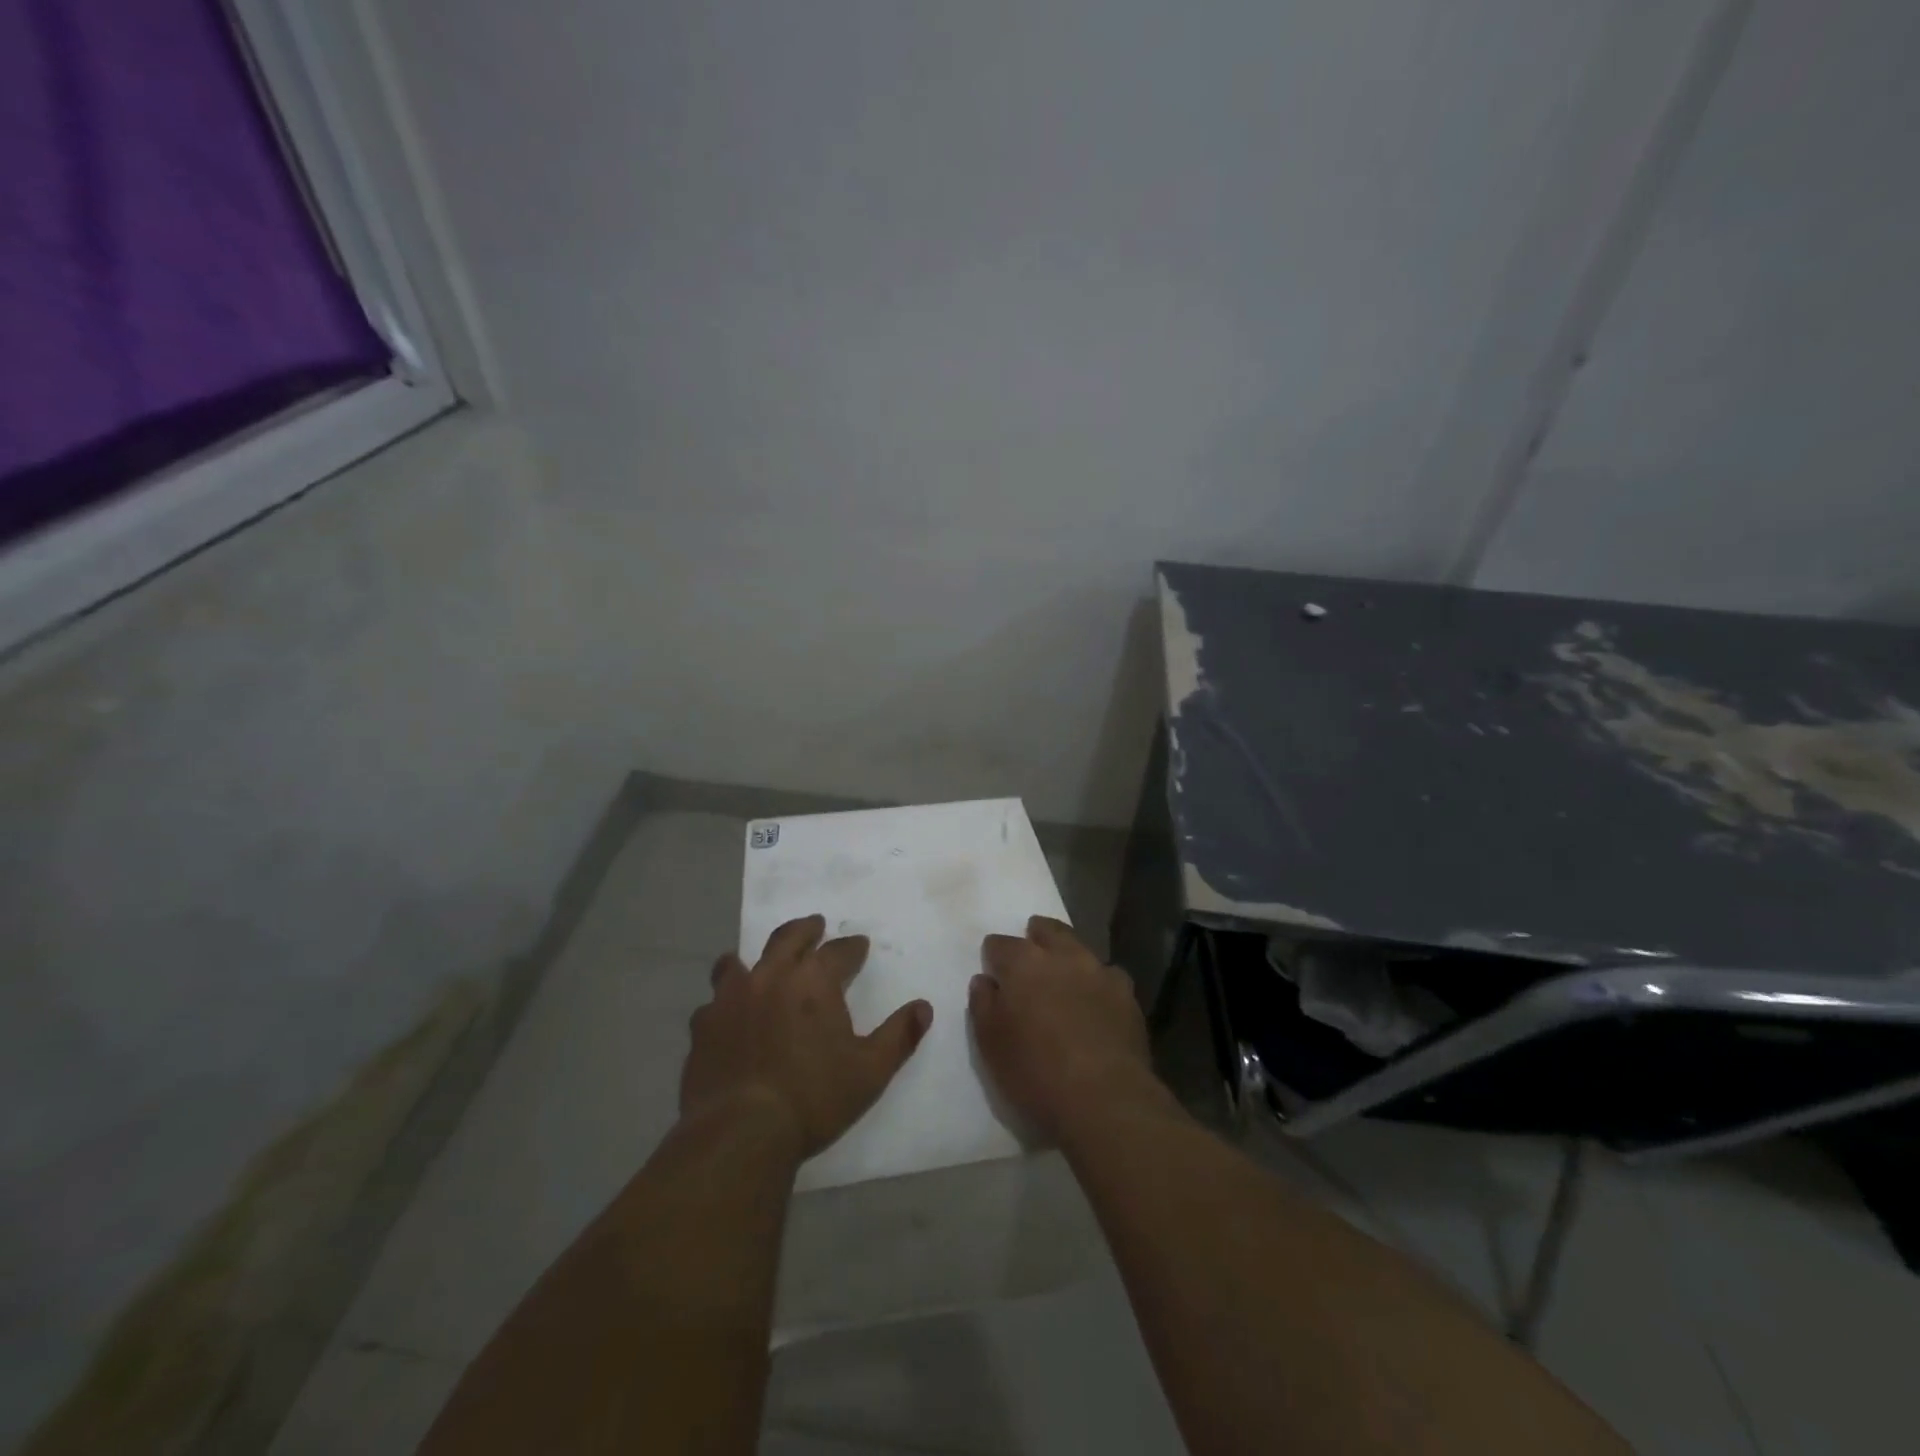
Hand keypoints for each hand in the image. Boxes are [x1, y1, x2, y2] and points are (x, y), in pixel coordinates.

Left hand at [683, 914, 932, 1158]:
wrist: (740, 1132)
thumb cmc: (813, 1098)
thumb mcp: (870, 1071)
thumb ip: (899, 1035)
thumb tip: (923, 1007)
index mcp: (813, 981)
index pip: (838, 951)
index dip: (852, 947)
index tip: (860, 946)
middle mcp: (771, 977)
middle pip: (788, 937)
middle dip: (806, 929)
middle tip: (815, 925)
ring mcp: (731, 999)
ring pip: (739, 962)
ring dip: (755, 959)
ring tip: (761, 964)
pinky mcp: (703, 1027)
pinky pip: (713, 1002)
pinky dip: (725, 1002)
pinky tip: (728, 1016)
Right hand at [971, 916, 1165, 1143]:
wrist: (1105, 1100)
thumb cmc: (1035, 1073)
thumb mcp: (990, 1044)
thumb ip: (983, 1005)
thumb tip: (984, 981)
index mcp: (1023, 963)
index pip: (1000, 944)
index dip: (994, 954)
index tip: (992, 966)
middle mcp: (1062, 956)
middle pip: (1048, 931)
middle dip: (1037, 935)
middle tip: (1032, 946)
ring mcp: (1099, 971)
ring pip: (1080, 948)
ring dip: (1069, 955)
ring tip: (1064, 973)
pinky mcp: (1127, 994)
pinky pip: (1108, 976)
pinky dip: (1097, 982)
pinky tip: (1096, 999)